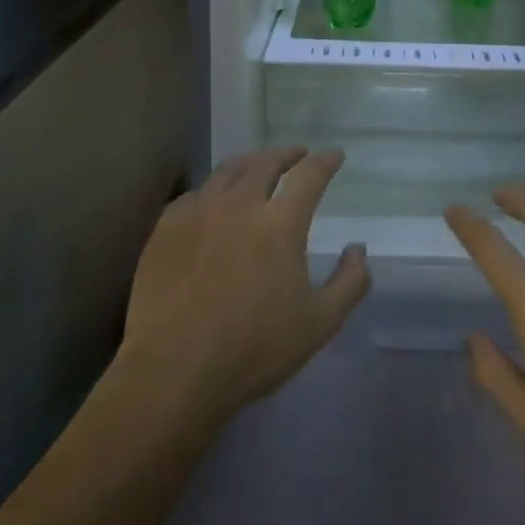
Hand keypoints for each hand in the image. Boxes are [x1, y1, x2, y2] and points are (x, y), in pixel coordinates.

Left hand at [120, 147, 369, 428]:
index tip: (334, 155)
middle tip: (297, 155)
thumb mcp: (319, 324)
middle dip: (286, 154)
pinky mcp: (166, 227)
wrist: (173, 370)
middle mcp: (240, 204)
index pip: (309, 175)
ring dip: (250, 163)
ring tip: (257, 167)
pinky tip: (213, 201)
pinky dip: (213, 190)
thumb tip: (358, 249)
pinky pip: (195, 194)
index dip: (325, 161)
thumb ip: (349, 283)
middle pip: (265, 162)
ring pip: (227, 171)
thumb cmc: (254, 349)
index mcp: (280, 222)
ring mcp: (198, 211)